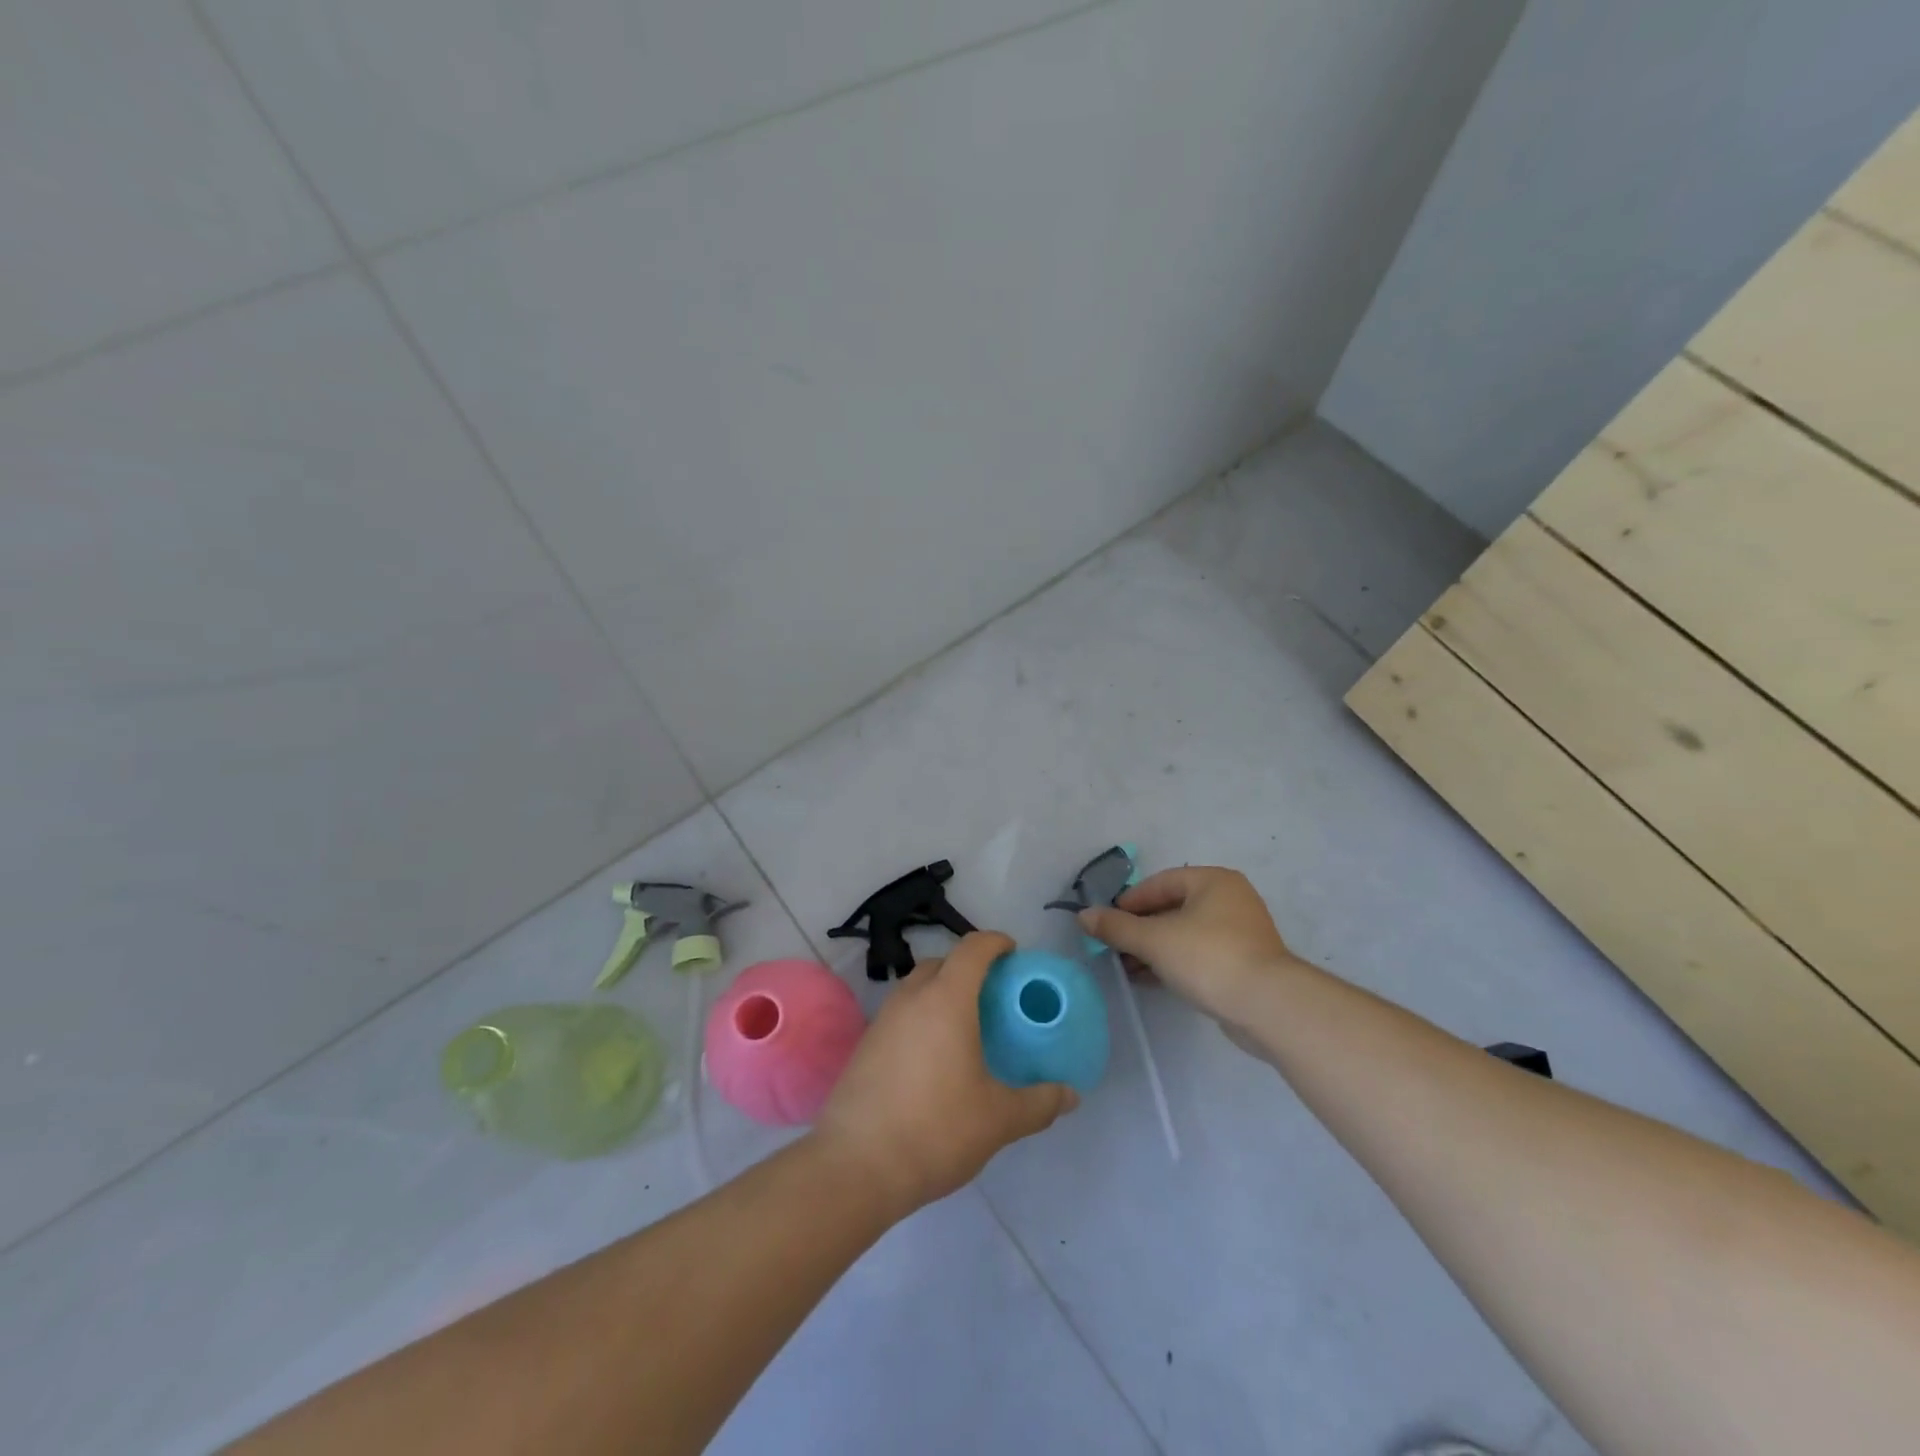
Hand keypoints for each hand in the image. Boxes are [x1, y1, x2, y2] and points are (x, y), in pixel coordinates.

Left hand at [811, 931, 1078, 1217]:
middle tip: (993, 996)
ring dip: (941, 992)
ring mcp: (883, 1020)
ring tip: (965, 1027)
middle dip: (968, 968)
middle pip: (942, 963)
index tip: (1013, 953)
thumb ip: (1038, 1103)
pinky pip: (900, 1014)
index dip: (995, 943)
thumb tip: (1070, 1096)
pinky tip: (933, 1057)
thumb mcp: (998, 1120)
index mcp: (947, 999)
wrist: (856, 1165)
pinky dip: (921, 1018)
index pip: (972, 949)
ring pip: (916, 988)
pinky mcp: (865, 1045)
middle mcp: (911, 998)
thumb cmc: (936, 1129)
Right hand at [1077, 866, 1300, 1023]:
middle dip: (1140, 928)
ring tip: (1126, 968)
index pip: (1160, 882)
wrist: (1268, 1007)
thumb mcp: (1154, 940)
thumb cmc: (1208, 958)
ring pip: (1185, 934)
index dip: (1129, 901)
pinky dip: (1174, 962)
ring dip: (1154, 948)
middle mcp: (1230, 899)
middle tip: (1113, 947)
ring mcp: (1240, 933)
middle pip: (1172, 908)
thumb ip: (1116, 927)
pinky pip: (1199, 955)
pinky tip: (1150, 979)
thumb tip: (1083, 916)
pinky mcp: (1244, 963)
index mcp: (1213, 881)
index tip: (1106, 922)